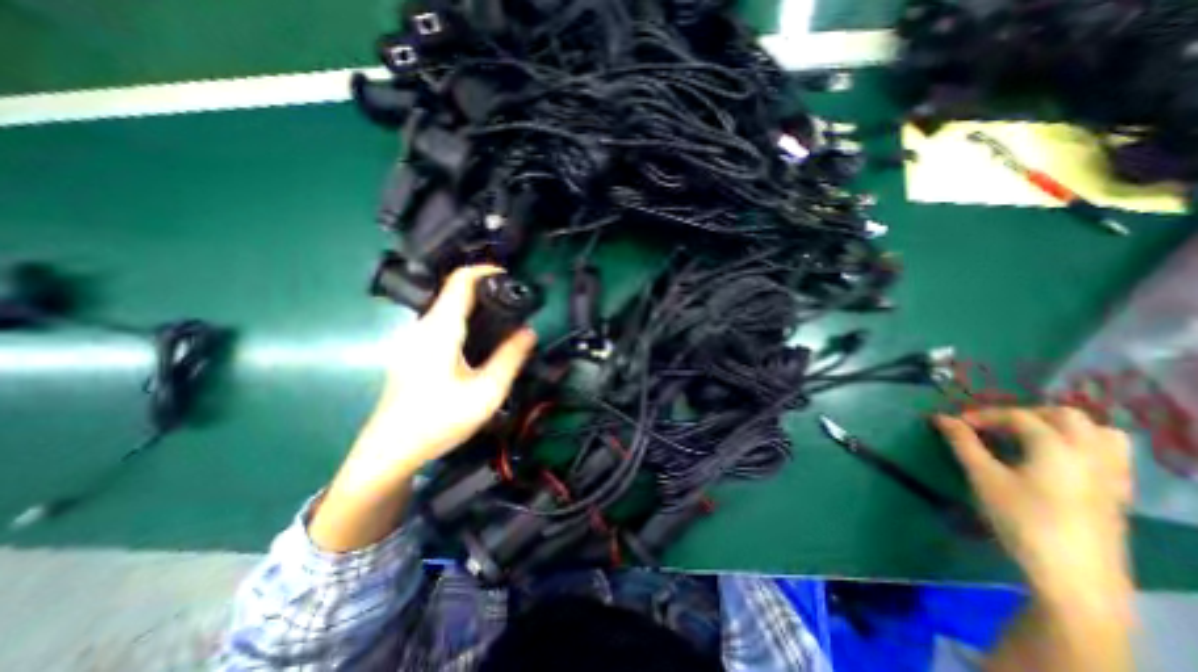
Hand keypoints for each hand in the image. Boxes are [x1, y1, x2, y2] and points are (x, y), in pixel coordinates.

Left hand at [356, 265, 538, 474]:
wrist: (391, 450)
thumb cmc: (439, 420)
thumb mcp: (486, 392)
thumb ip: (511, 358)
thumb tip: (529, 332)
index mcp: (440, 329)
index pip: (460, 281)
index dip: (486, 270)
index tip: (511, 277)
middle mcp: (423, 327)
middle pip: (454, 292)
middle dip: (485, 288)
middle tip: (514, 301)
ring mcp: (414, 339)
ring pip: (448, 308)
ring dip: (475, 305)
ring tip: (503, 318)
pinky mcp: (413, 351)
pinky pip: (442, 323)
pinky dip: (465, 319)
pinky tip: (480, 340)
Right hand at [936, 407, 1134, 605]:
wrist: (1074, 576)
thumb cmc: (1021, 519)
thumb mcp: (983, 478)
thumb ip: (963, 443)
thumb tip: (941, 418)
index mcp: (1057, 447)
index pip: (1017, 416)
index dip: (982, 415)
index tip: (955, 424)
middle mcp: (1091, 454)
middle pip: (1063, 416)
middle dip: (1023, 414)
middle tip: (992, 427)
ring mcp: (1111, 475)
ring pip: (1097, 432)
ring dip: (1058, 426)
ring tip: (1027, 437)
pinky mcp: (1117, 493)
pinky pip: (1109, 455)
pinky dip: (1081, 445)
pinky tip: (1054, 460)